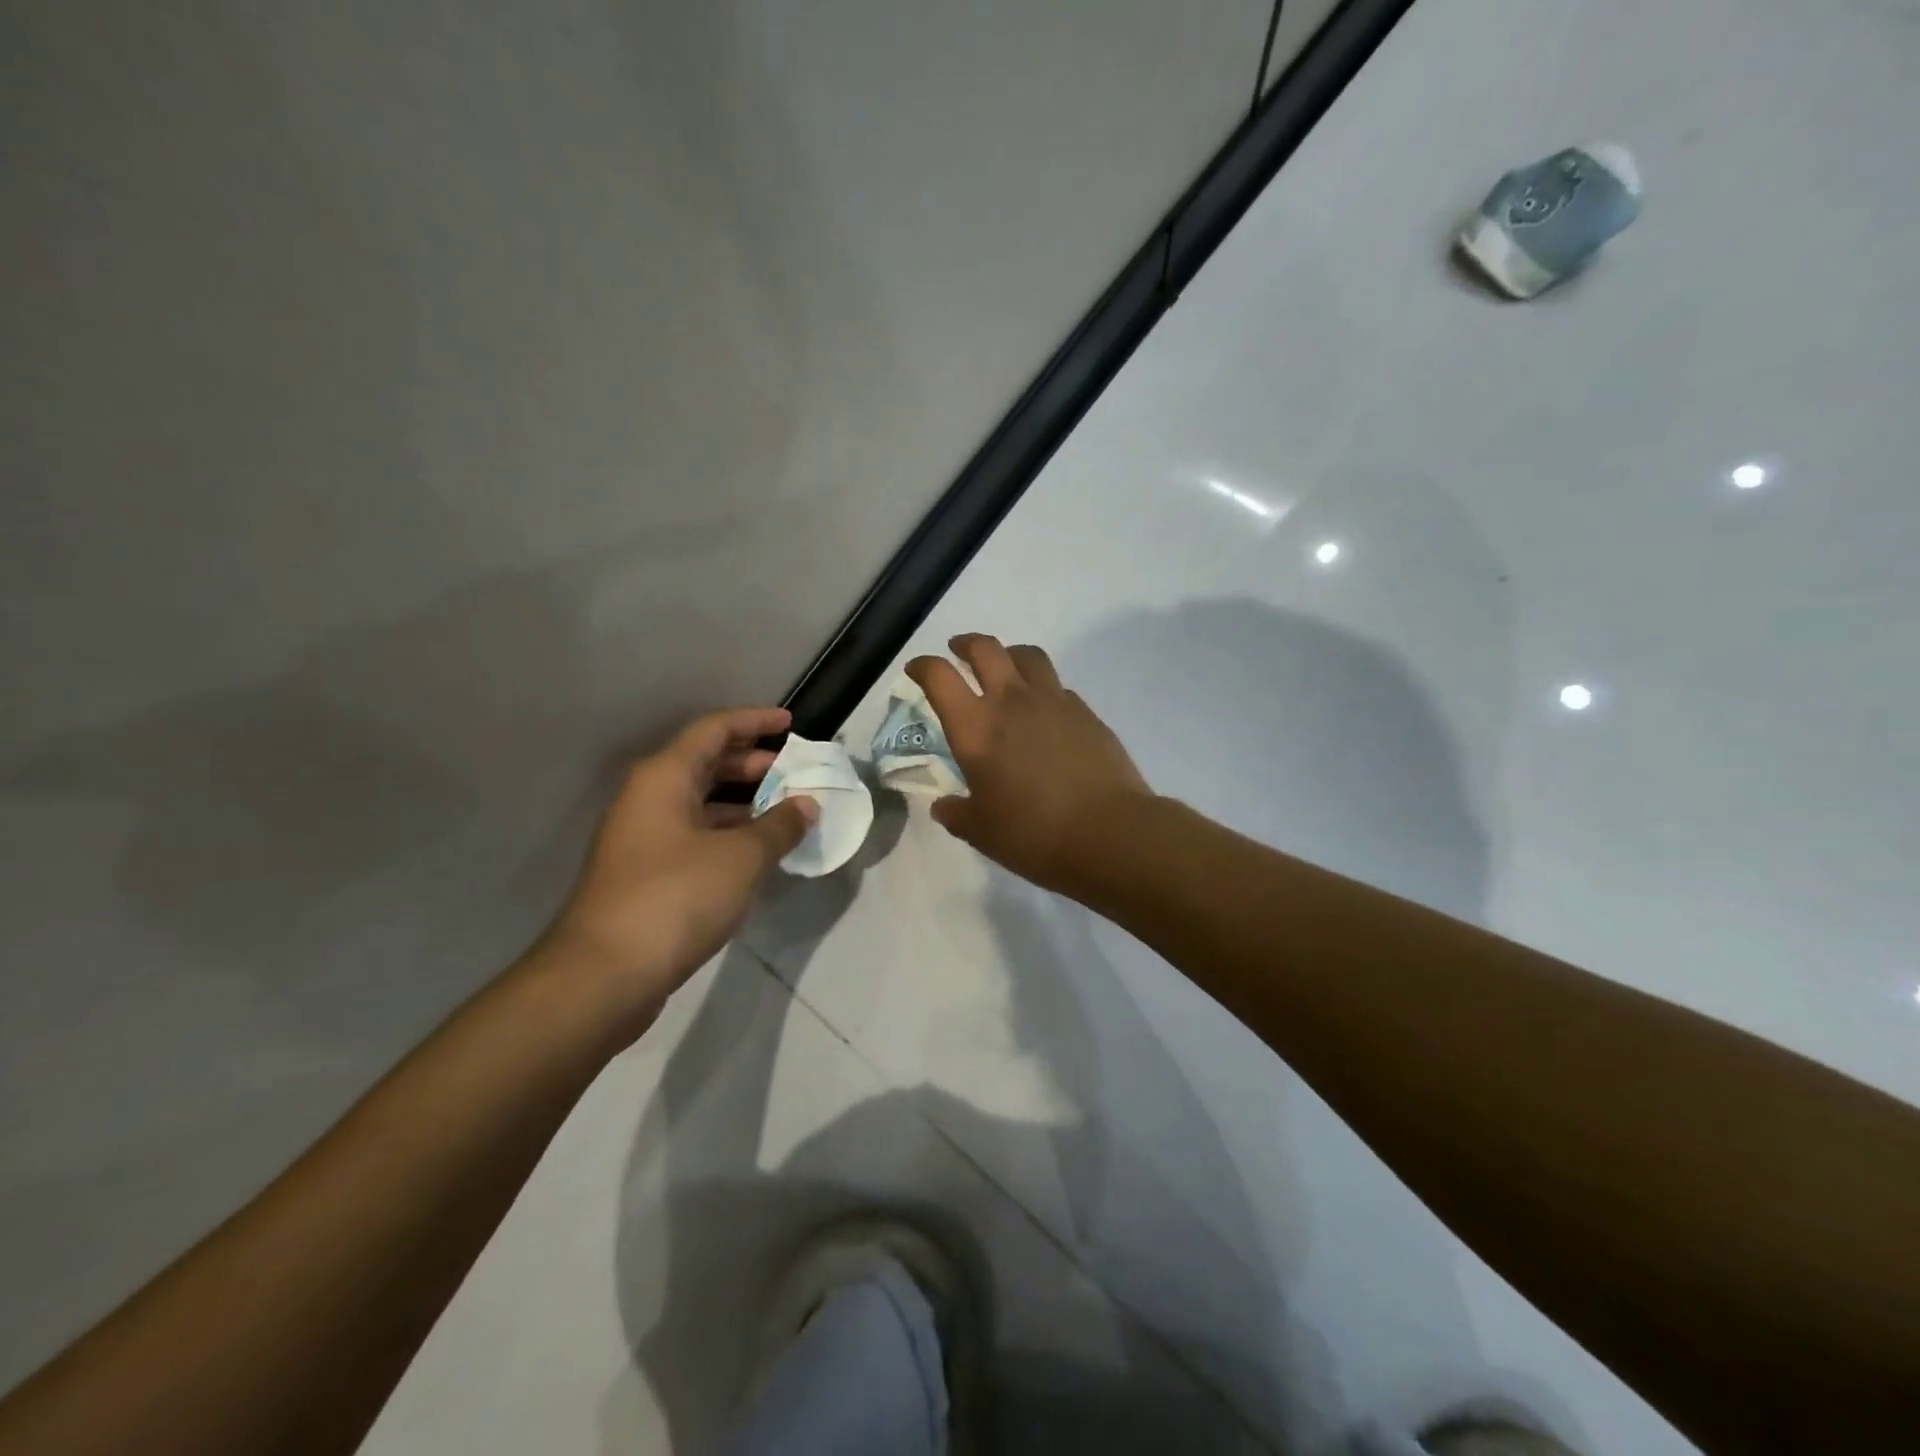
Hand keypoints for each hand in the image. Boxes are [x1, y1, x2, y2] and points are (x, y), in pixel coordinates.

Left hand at [539, 707, 816, 1018]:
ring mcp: (644, 838)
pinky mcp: (646, 874)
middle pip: (706, 764)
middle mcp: (649, 798)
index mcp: (664, 777)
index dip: (754, 722)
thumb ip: (779, 826)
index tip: (790, 724)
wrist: (605, 975)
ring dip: (744, 804)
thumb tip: (806, 805)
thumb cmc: (676, 897)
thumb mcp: (741, 857)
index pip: (714, 729)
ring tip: (788, 812)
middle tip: (796, 773)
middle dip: (753, 765)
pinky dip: (729, 835)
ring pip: (701, 804)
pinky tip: (760, 853)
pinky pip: (695, 836)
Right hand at [905, 634, 1150, 893]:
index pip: (939, 677)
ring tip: (1005, 668)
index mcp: (976, 727)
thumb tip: (943, 806)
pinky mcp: (1086, 712)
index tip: (916, 670)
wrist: (1109, 832)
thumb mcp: (982, 832)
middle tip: (958, 651)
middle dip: (966, 644)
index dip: (923, 667)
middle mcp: (1012, 702)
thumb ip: (957, 814)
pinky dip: (1042, 687)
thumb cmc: (1033, 834)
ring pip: (1028, 655)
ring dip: (1009, 654)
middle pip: (985, 648)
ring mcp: (1054, 701)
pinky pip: (1057, 686)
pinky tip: (1044, 710)